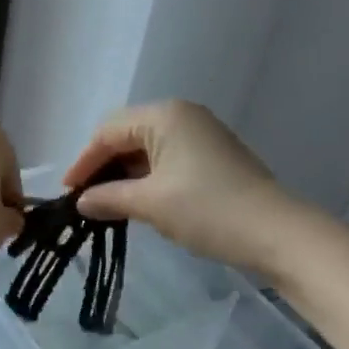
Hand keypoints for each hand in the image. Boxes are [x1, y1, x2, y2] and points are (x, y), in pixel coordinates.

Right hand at [65, 101, 313, 277]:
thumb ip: (109, 198)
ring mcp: (201, 133)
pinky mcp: (214, 155)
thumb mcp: (151, 204)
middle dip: (103, 166)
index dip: (84, 162)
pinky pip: (168, 157)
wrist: (280, 235)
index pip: (108, 132)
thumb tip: (81, 202)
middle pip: (126, 134)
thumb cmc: (208, 209)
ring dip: (125, 173)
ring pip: (147, 147)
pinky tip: (140, 200)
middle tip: (85, 198)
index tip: (67, 192)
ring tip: (108, 203)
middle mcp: (181, 114)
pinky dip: (148, 177)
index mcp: (164, 115)